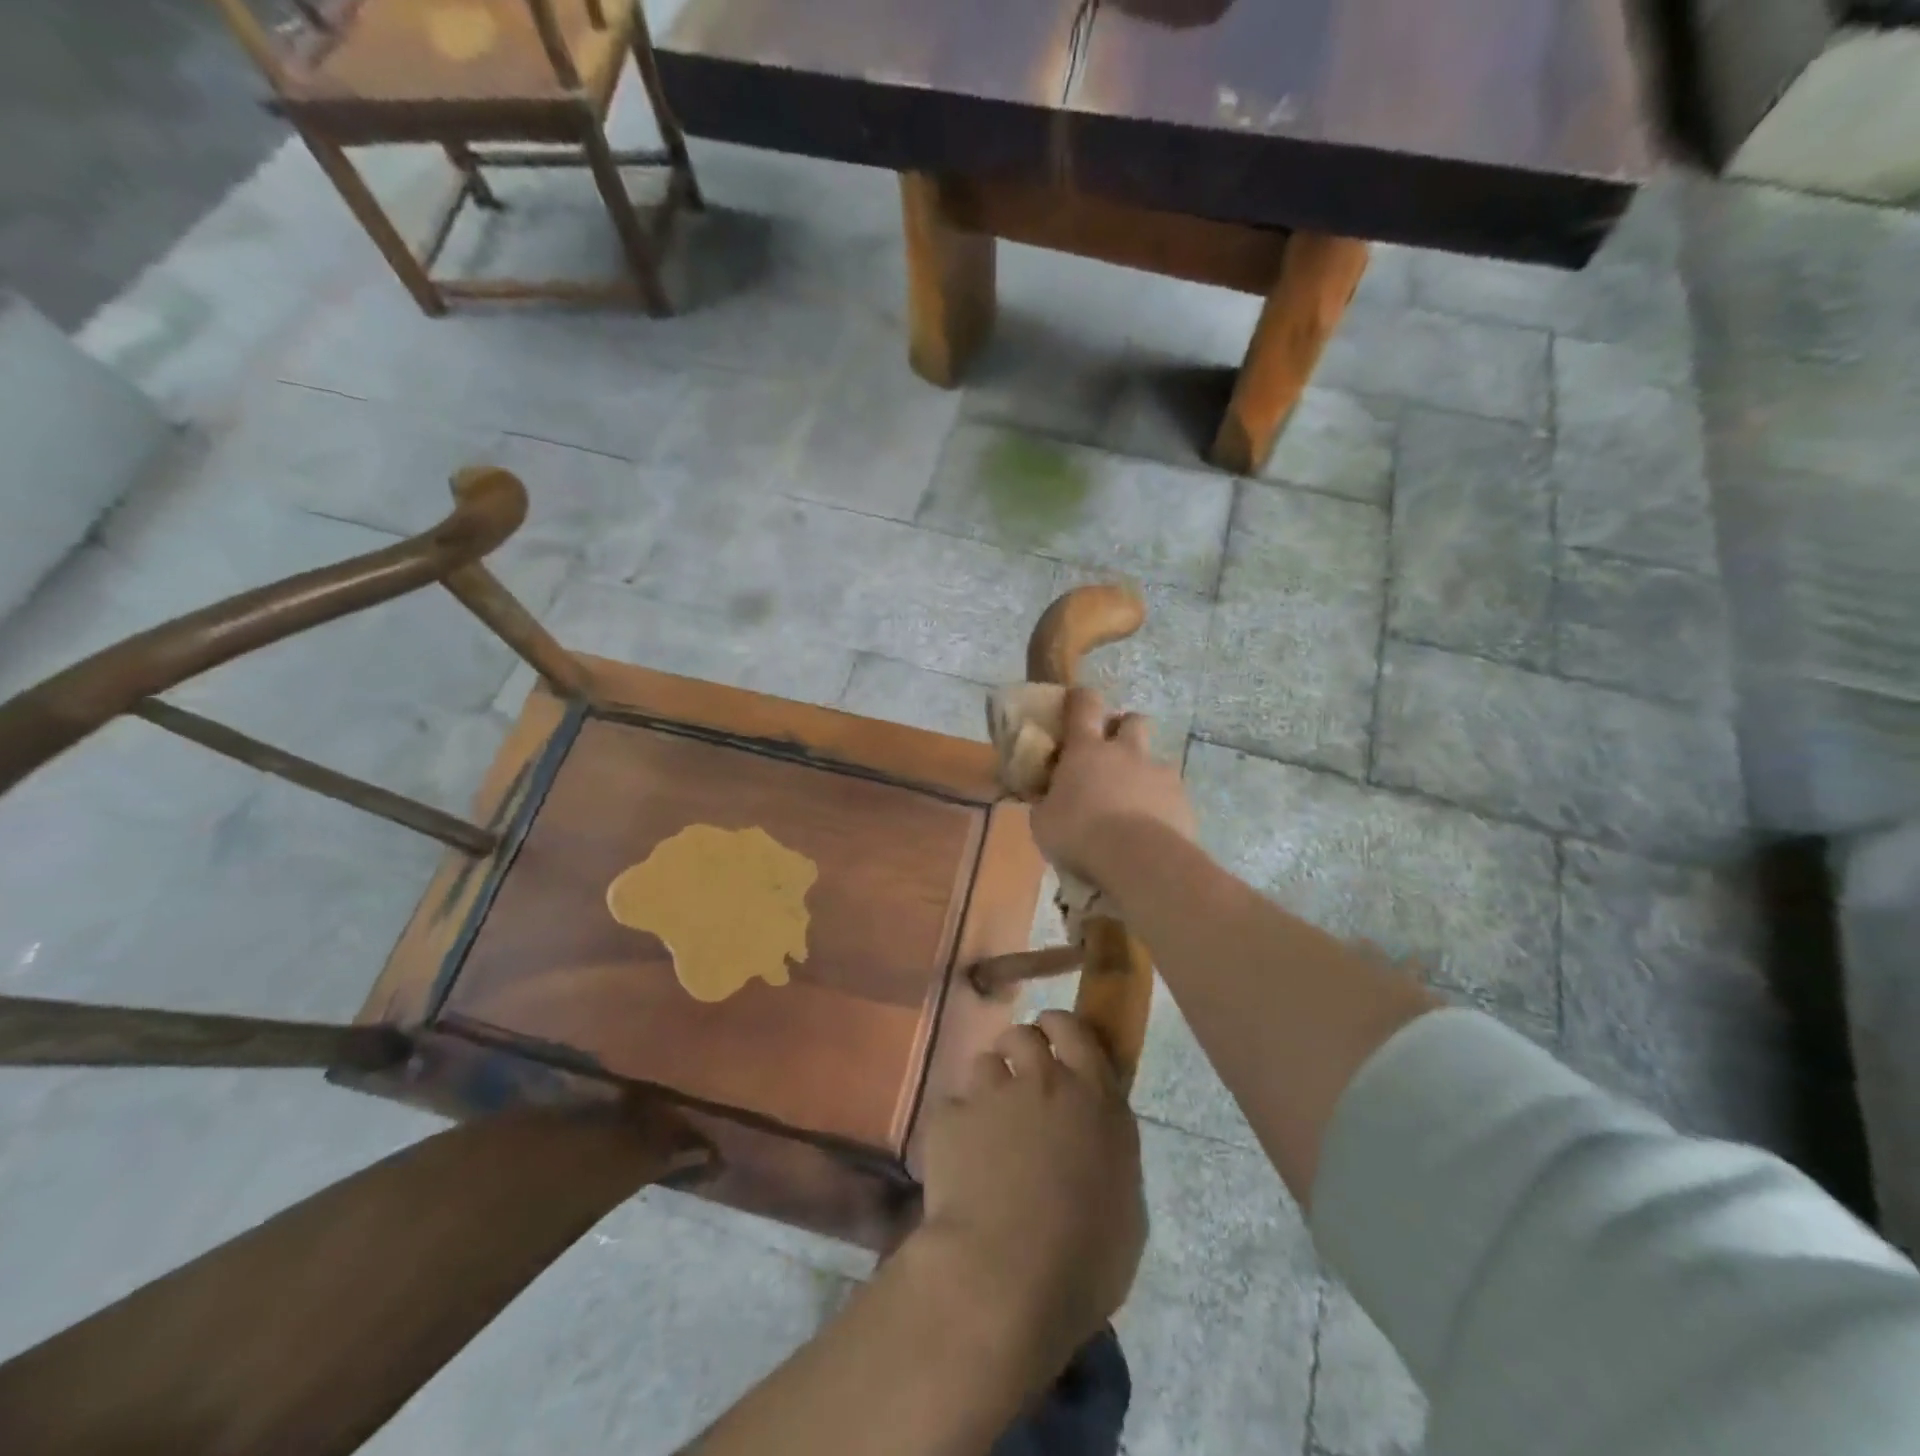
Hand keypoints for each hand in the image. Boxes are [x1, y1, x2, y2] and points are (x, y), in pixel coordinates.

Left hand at [913, 1012, 1146, 1372]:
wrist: (1005, 1276)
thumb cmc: (1084, 1259)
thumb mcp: (1125, 1205)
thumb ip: (1108, 1153)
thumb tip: (1091, 1141)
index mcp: (1095, 1098)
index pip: (1075, 1030)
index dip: (1060, 1028)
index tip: (1053, 1037)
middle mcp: (1044, 1081)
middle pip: (1024, 1035)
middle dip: (1019, 1050)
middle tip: (1019, 1082)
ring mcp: (992, 1093)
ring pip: (984, 1062)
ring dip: (988, 1086)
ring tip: (986, 1125)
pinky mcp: (949, 1116)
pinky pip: (952, 1106)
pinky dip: (956, 1126)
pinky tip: (958, 1160)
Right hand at [1030, 687, 1198, 885]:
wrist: (1138, 859)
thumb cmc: (1079, 833)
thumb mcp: (1043, 822)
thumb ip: (1046, 803)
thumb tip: (1044, 798)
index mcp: (1086, 750)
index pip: (1084, 705)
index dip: (1080, 699)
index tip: (1076, 702)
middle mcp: (1126, 752)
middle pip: (1132, 720)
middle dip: (1124, 729)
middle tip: (1112, 751)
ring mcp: (1159, 773)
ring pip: (1156, 759)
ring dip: (1145, 772)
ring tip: (1135, 800)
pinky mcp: (1183, 799)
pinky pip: (1171, 793)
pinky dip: (1162, 804)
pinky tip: (1153, 828)